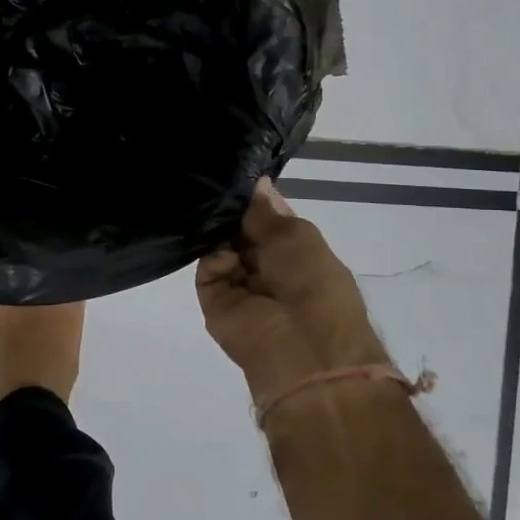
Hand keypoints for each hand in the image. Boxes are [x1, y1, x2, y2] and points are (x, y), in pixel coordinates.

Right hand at [196, 178, 387, 410]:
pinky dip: (212, 253)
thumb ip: (266, 211)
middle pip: (239, 229)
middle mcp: (265, 266)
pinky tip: (221, 247)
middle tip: (214, 181)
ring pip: (220, 245)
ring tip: (208, 203)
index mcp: (294, 253)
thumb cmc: (312, 283)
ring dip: (217, 228)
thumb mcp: (297, 235)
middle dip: (231, 210)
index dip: (253, 199)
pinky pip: (207, 266)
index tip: (234, 172)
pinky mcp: (214, 299)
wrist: (300, 347)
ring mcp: (238, 283)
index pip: (266, 219)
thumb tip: (256, 180)